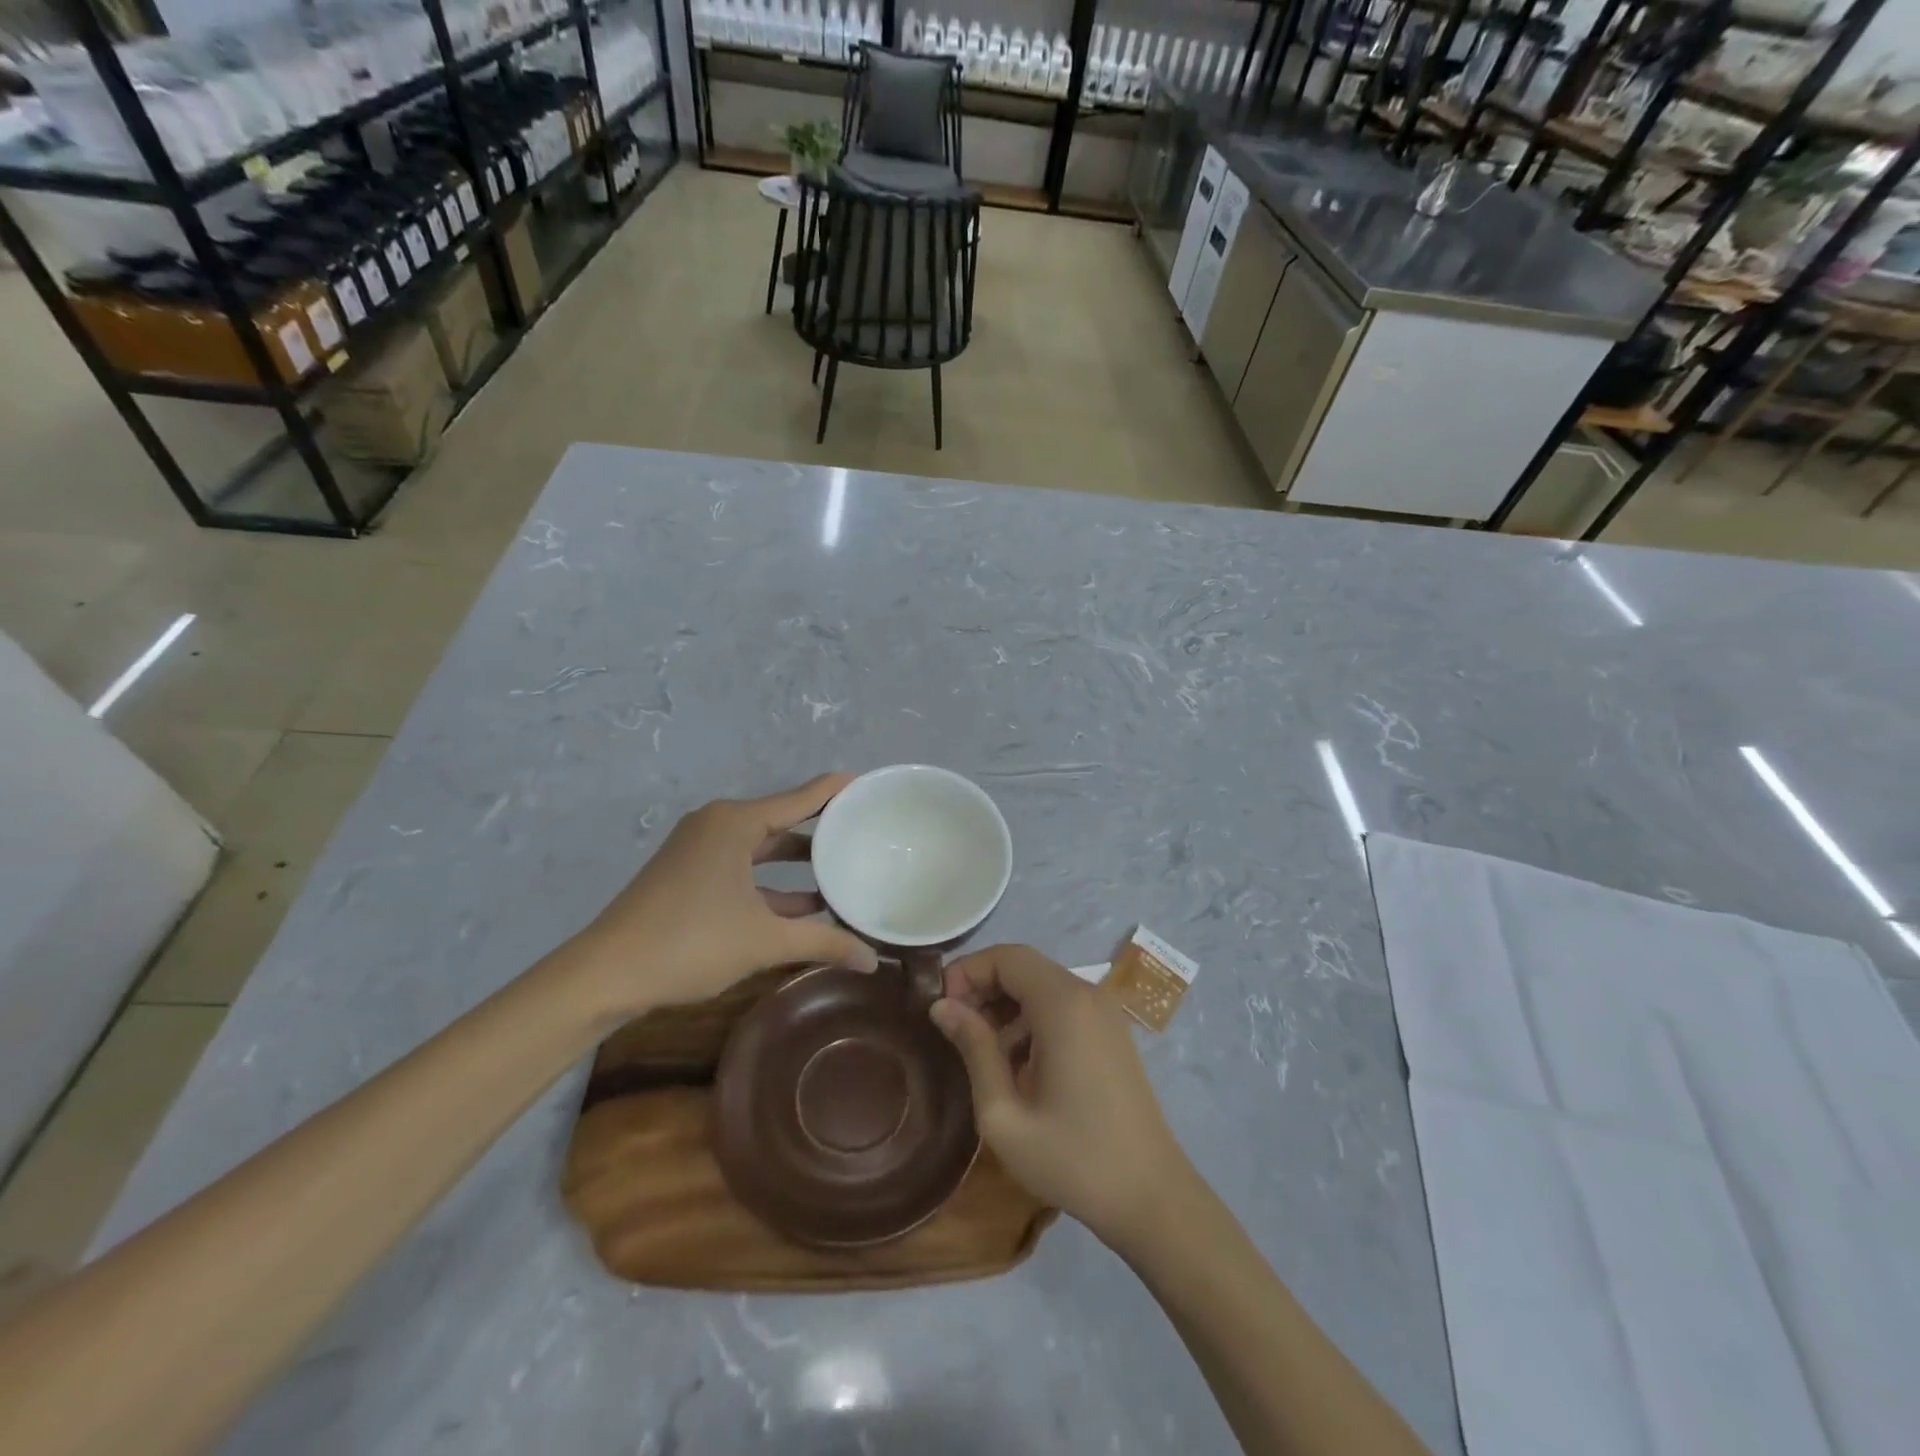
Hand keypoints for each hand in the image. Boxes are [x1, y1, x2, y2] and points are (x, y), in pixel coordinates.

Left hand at [566, 774, 878, 1016]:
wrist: (605, 975)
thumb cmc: (690, 943)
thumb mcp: (765, 941)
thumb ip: (823, 943)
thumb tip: (873, 960)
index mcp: (736, 823)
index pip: (800, 798)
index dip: (834, 791)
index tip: (868, 783)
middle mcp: (718, 825)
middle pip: (782, 819)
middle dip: (821, 828)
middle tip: (864, 829)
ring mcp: (699, 849)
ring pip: (761, 846)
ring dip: (797, 861)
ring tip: (842, 868)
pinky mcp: (688, 873)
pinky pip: (743, 865)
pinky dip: (771, 881)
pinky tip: (803, 905)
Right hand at [930, 945, 1194, 1252]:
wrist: (1151, 1198)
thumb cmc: (1073, 1159)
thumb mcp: (1004, 1114)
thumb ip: (973, 1049)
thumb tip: (940, 1006)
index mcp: (1063, 1004)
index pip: (1006, 957)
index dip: (967, 972)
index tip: (940, 1009)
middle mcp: (1087, 994)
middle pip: (1024, 967)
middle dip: (982, 988)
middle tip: (954, 1031)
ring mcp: (1104, 1012)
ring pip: (1041, 985)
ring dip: (1005, 1006)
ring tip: (981, 1054)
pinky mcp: (1111, 1032)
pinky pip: (1062, 1006)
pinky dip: (1031, 1019)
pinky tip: (1017, 1066)